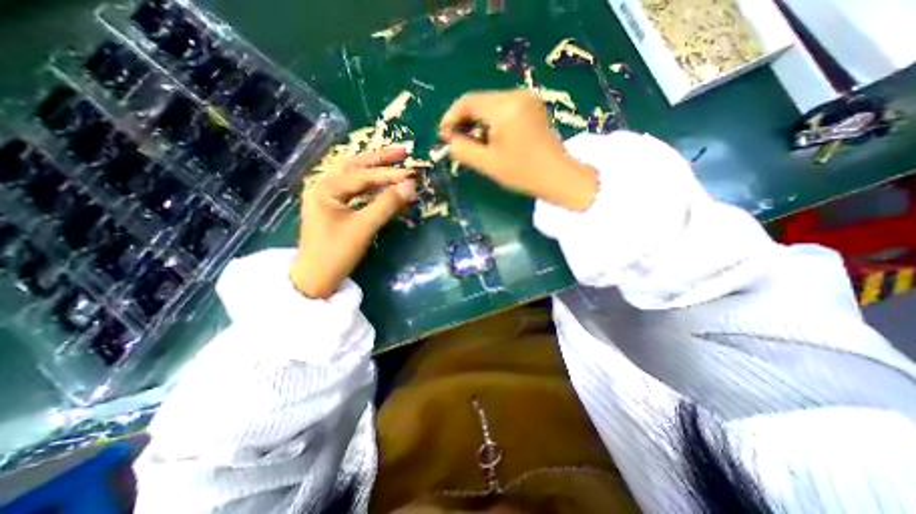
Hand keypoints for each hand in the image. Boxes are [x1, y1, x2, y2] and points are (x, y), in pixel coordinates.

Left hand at [290, 147, 418, 298]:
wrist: (315, 279)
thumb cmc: (336, 253)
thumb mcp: (364, 227)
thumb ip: (388, 204)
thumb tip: (411, 185)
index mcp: (326, 188)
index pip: (363, 176)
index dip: (390, 175)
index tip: (413, 174)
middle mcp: (325, 187)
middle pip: (355, 166)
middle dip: (379, 159)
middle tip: (402, 153)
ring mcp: (329, 197)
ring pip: (355, 178)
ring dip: (376, 171)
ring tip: (395, 165)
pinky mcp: (335, 209)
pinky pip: (356, 192)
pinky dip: (372, 188)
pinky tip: (384, 187)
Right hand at [437, 88, 597, 210]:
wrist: (558, 177)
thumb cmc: (523, 173)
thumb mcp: (488, 164)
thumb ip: (463, 150)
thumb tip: (450, 140)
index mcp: (505, 108)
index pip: (467, 102)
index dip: (450, 117)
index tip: (443, 136)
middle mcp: (516, 95)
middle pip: (479, 101)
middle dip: (464, 121)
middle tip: (456, 141)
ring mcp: (527, 98)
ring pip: (490, 104)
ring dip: (477, 122)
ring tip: (473, 143)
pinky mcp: (532, 106)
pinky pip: (503, 108)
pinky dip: (491, 121)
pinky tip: (490, 138)